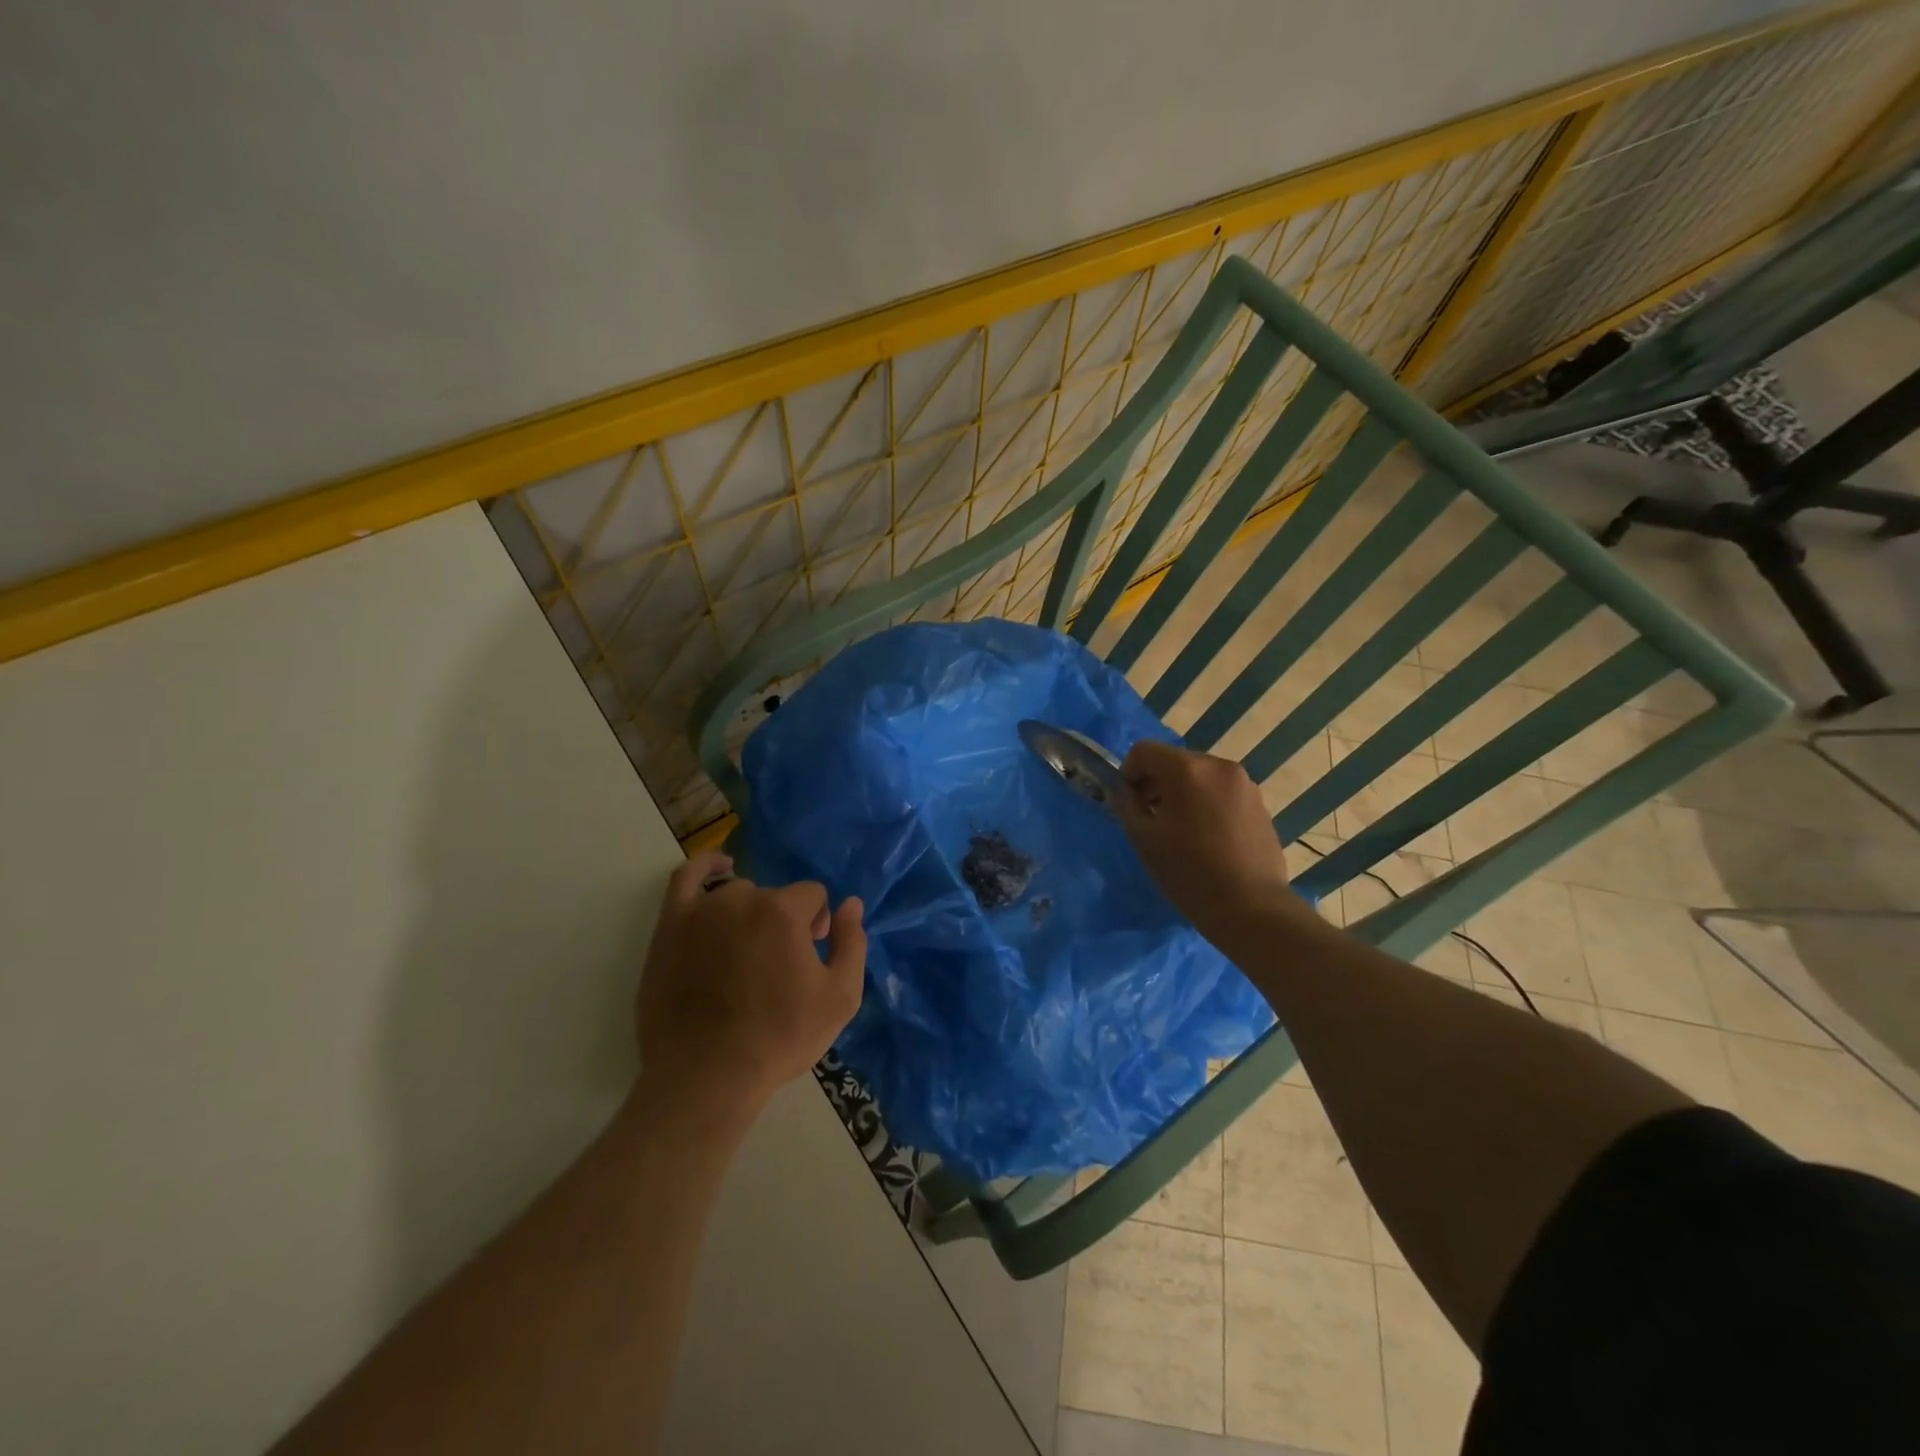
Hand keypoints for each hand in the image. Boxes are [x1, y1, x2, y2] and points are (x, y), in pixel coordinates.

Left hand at [634, 850, 866, 1122]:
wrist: (706, 1077)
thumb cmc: (779, 1038)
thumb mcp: (840, 998)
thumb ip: (852, 943)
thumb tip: (851, 904)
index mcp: (783, 912)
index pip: (813, 896)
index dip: (818, 924)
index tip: (810, 957)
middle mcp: (741, 899)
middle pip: (776, 897)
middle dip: (786, 922)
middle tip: (779, 966)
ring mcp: (701, 911)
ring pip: (738, 893)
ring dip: (750, 913)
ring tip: (747, 951)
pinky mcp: (670, 926)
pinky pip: (687, 877)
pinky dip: (706, 867)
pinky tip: (720, 869)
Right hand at [1115, 740, 1307, 941]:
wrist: (1251, 908)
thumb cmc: (1189, 873)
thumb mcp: (1144, 839)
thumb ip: (1127, 806)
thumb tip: (1125, 792)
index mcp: (1187, 769)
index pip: (1145, 750)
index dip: (1129, 773)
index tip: (1129, 803)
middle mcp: (1219, 766)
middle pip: (1174, 761)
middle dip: (1157, 783)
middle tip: (1151, 819)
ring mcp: (1245, 784)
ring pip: (1200, 776)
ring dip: (1183, 793)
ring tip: (1182, 831)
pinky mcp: (1260, 804)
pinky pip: (1222, 793)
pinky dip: (1207, 804)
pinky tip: (1208, 839)